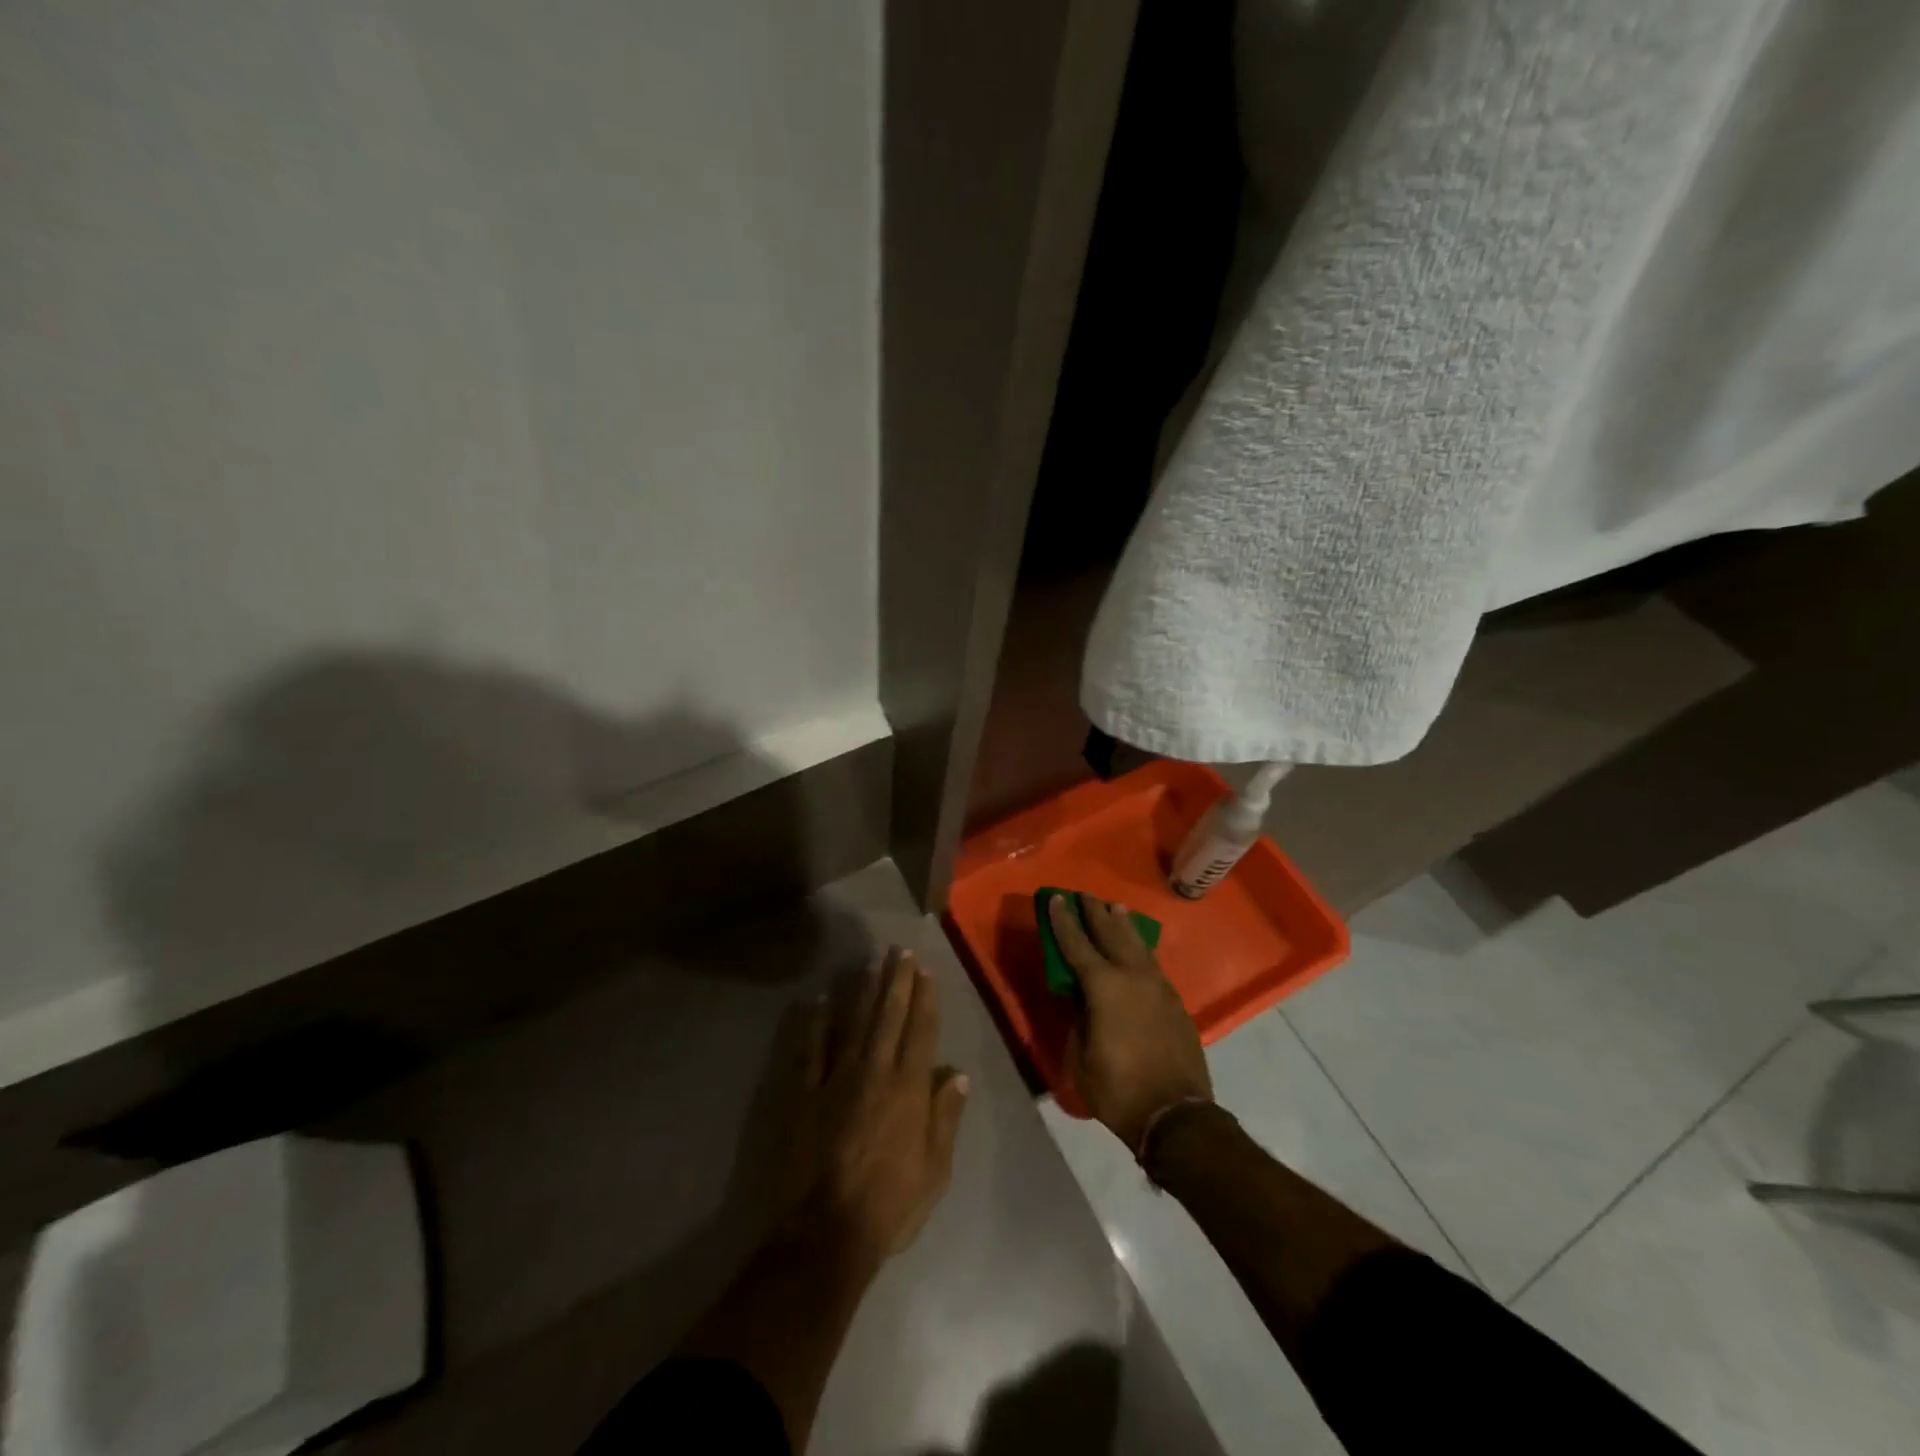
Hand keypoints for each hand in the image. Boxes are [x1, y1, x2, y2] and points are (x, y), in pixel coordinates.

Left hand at [779, 947, 969, 1270]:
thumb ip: (945, 1118)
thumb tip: (958, 1075)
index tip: (926, 970)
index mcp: (908, 1089)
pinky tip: (820, 999)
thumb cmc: (888, 1207)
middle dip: (896, 981)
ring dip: (863, 990)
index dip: (924, 998)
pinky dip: (816, 1022)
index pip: (920, 1031)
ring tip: (870, 963)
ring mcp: (835, 1079)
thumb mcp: (934, 1172)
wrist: (823, 1235)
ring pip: (853, 1023)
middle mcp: (874, 1072)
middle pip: (888, 1016)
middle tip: (899, 951)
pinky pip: (810, 1048)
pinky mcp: (803, 1093)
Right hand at [1048, 894, 1212, 1151]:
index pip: (1077, 945)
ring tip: (1114, 907)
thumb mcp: (1080, 1057)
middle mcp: (1132, 976)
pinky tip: (1138, 947)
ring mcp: (1158, 987)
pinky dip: (1141, 949)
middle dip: (1095, 913)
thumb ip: (1077, 1020)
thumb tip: (1079, 1000)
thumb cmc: (1118, 1089)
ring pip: (1137, 945)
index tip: (1055, 899)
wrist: (1176, 1116)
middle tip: (1084, 895)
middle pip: (1111, 934)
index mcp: (1104, 987)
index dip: (1063, 921)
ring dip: (1123, 925)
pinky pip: (1153, 964)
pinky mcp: (1174, 1002)